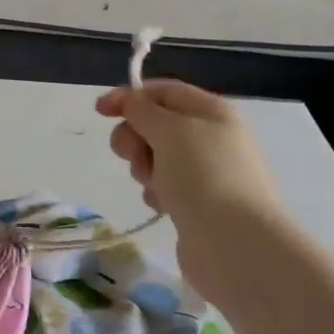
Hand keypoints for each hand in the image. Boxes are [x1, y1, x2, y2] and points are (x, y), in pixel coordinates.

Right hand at [94, 78, 283, 301]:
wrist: (234, 242)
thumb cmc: (203, 176)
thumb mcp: (170, 131)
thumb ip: (143, 111)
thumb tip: (131, 100)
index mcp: (211, 112)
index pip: (164, 91)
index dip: (130, 96)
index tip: (100, 111)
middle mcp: (210, 137)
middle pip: (155, 125)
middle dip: (135, 137)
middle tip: (132, 155)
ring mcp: (204, 172)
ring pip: (155, 157)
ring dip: (144, 167)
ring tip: (154, 185)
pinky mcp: (196, 202)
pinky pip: (163, 186)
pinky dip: (156, 192)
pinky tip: (163, 206)